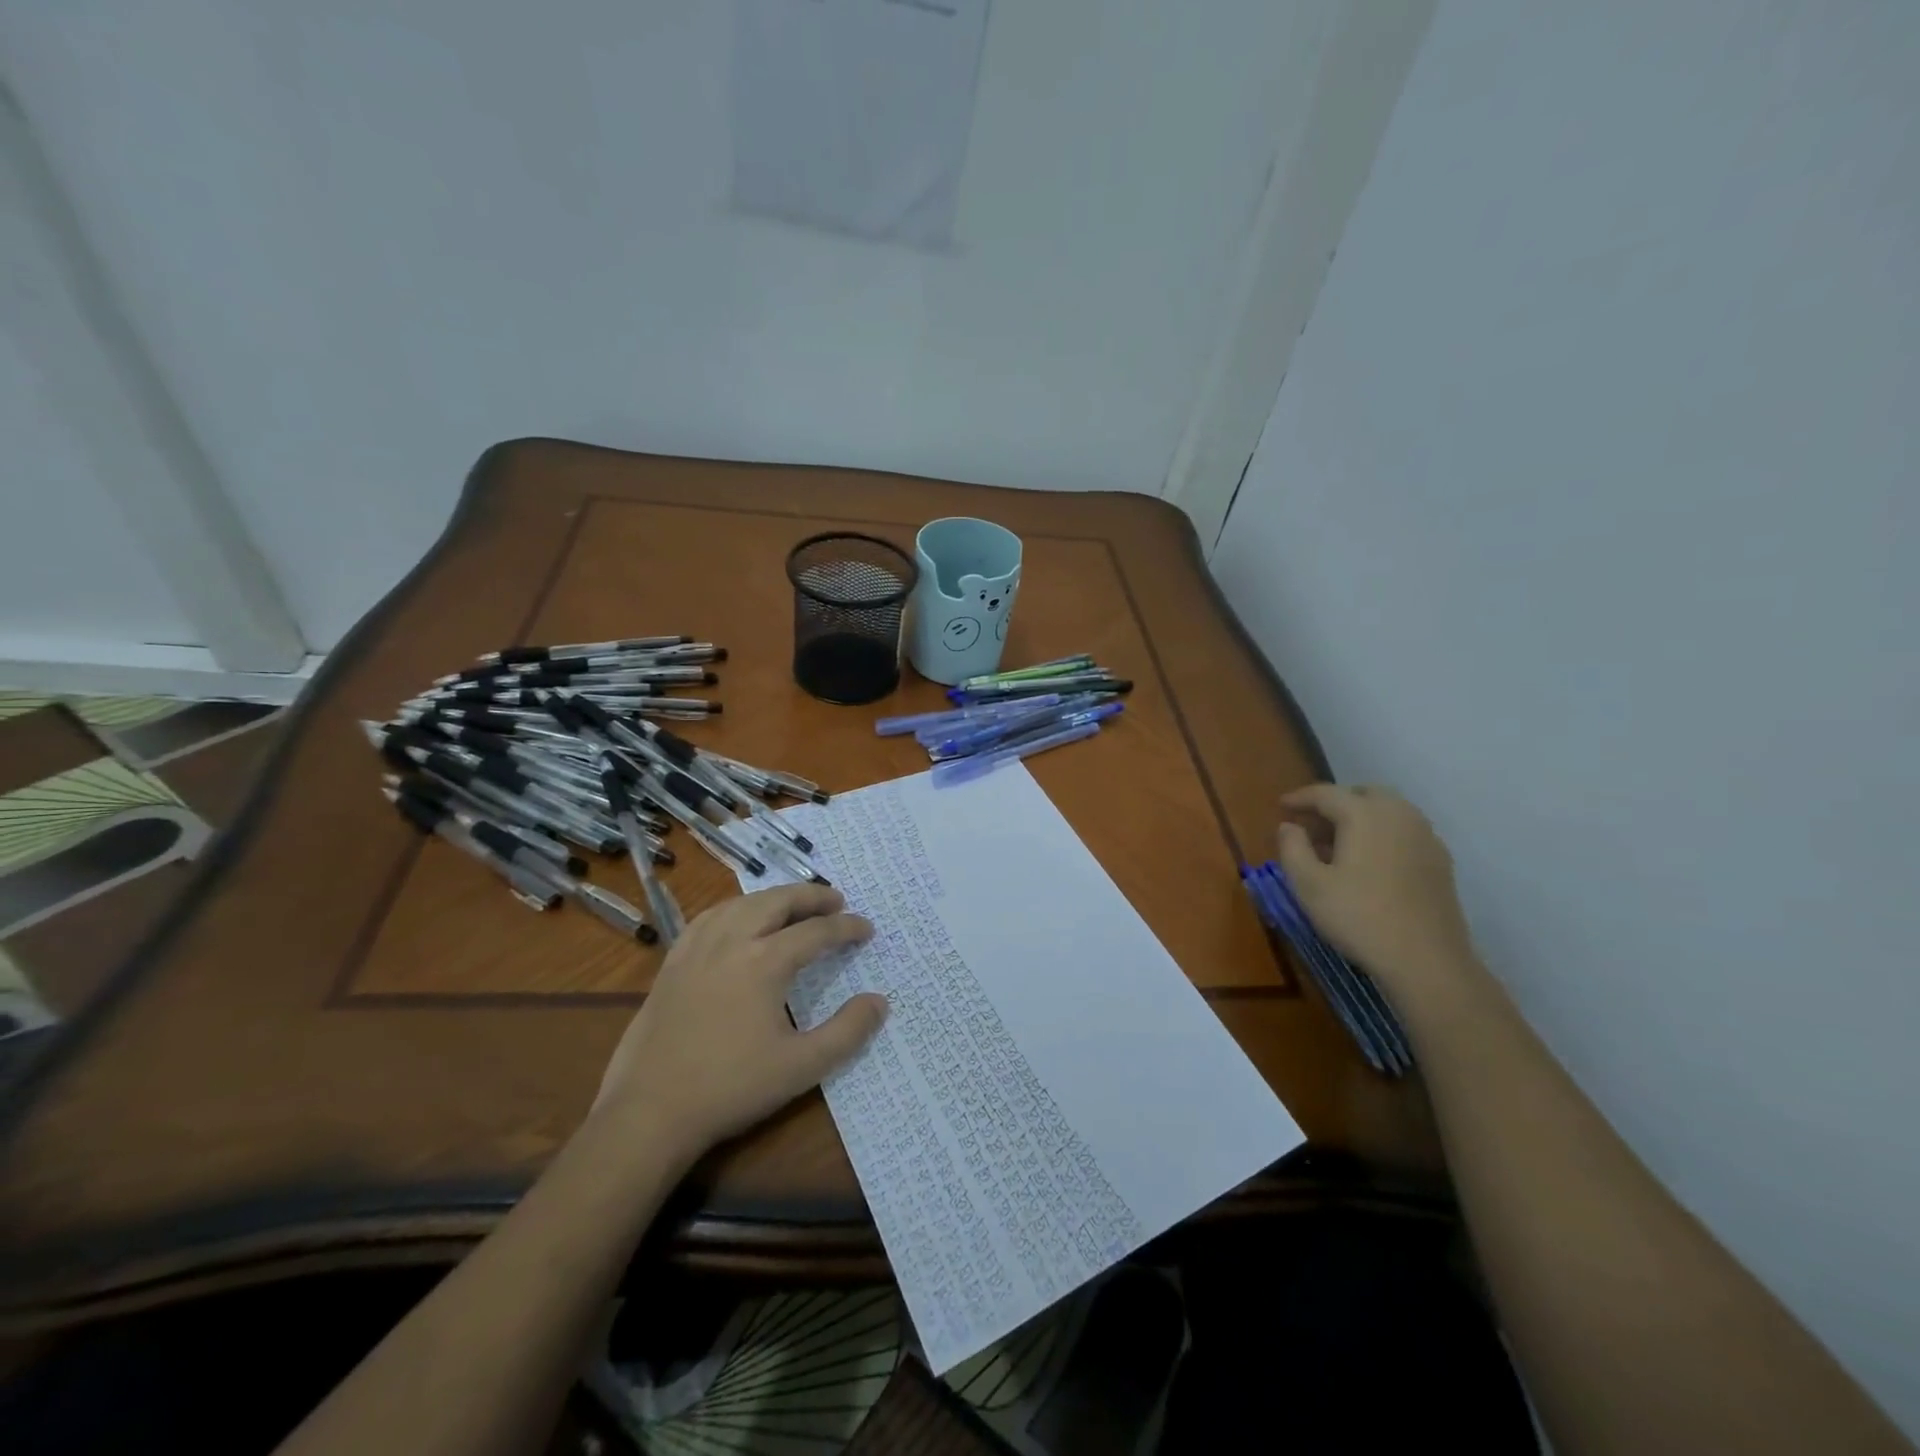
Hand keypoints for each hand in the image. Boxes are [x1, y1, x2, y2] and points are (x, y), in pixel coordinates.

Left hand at [592, 884, 886, 1154]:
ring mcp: (696, 950)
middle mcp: (731, 942)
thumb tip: (879, 1001)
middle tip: (836, 900)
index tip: (867, 929)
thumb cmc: (731, 1088)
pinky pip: (708, 918)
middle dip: (811, 896)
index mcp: (764, 962)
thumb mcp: (801, 1067)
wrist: (650, 1112)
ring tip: (793, 904)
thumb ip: (847, 1032)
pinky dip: (734, 909)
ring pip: (741, 904)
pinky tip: (737, 919)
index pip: (816, 932)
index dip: (846, 928)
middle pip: (777, 902)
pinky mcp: (672, 964)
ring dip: (773, 898)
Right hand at [1275, 784, 1478, 999]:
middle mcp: (1399, 815)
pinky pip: (1405, 832)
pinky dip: (1383, 834)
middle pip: (1363, 794)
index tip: (1280, 807)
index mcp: (1364, 814)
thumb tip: (1289, 826)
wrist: (1427, 961)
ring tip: (1339, 844)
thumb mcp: (1308, 884)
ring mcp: (1425, 837)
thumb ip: (1292, 848)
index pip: (1326, 793)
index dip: (1300, 798)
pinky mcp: (1440, 861)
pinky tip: (1370, 862)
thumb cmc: (1359, 917)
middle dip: (1335, 802)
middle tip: (1312, 824)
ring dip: (1361, 817)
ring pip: (1388, 811)